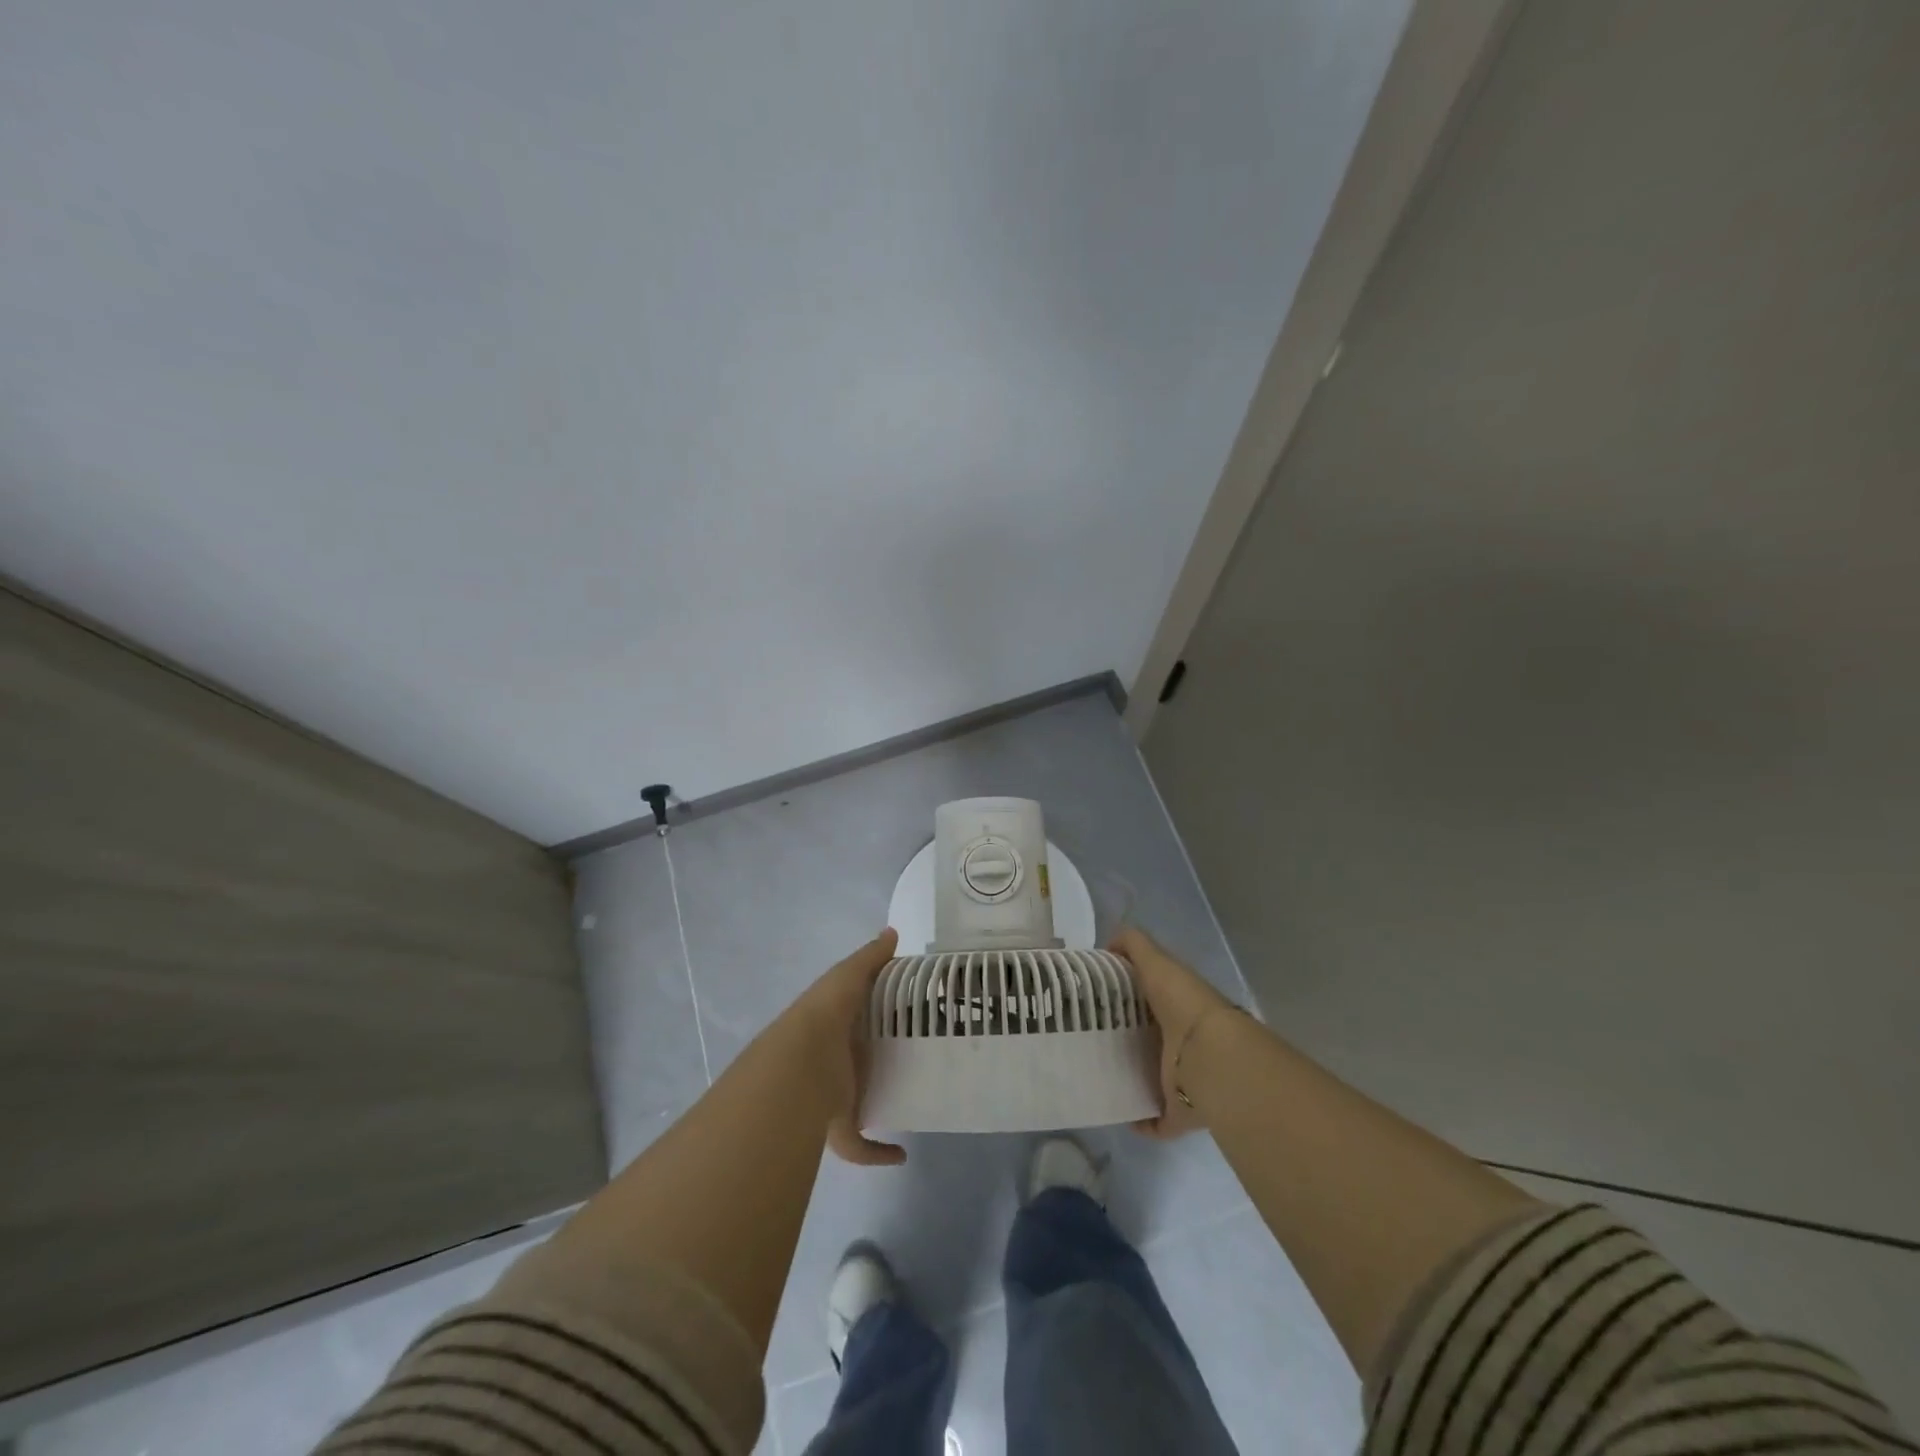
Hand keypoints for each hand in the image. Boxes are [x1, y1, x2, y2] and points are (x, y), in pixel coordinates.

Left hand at [785, 928, 907, 1167]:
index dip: (875, 1011)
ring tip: (912, 1096)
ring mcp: (836, 1096)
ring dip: (876, 1102)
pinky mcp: (841, 1128)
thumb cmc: (825, 1016)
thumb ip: (871, 958)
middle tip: (920, 1054)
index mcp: (835, 1024)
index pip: (856, 1015)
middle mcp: (835, 1060)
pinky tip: (901, 1154)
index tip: (911, 1011)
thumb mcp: (847, 976)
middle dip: (878, 1059)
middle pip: (860, 1059)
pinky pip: (860, 1146)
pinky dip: (879, 1153)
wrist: (798, 1068)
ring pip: (858, 1101)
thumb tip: (892, 933)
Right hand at [1110, 925, 1234, 1139]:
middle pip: (1146, 1038)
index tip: (1089, 1000)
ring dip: (1129, 1077)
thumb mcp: (1157, 963)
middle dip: (1121, 1038)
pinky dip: (1140, 1120)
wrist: (1213, 1059)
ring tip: (1093, 1075)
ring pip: (1150, 1076)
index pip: (1147, 998)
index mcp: (1176, 1006)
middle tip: (1082, 1038)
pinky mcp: (1178, 1111)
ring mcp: (1181, 1079)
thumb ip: (1134, 946)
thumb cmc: (1183, 1004)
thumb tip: (1109, 943)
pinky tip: (1115, 1113)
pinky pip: (1155, 1119)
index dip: (1122, 996)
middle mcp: (1180, 1042)